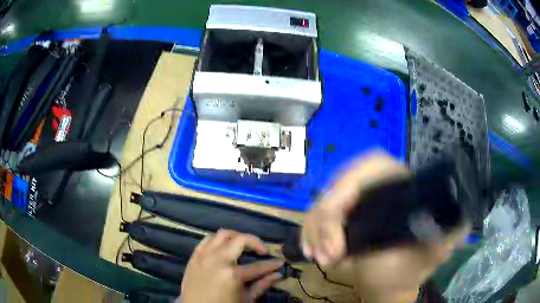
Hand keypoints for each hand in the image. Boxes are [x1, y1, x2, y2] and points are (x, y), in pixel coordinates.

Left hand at [180, 229, 284, 302]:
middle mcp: (218, 260)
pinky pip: (207, 240)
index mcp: (232, 275)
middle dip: (256, 242)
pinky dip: (218, 241)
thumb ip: (261, 285)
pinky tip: (223, 248)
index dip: (272, 263)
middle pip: (240, 239)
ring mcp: (204, 255)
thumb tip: (278, 274)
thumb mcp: (245, 299)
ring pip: (222, 234)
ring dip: (236, 237)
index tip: (280, 261)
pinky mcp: (194, 256)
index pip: (258, 265)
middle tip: (262, 251)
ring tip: (243, 246)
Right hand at [301, 150, 470, 302]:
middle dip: (327, 216)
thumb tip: (461, 215)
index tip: (339, 218)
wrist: (385, 286)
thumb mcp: (430, 256)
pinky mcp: (342, 217)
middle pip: (342, 182)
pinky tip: (310, 250)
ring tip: (320, 258)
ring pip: (324, 199)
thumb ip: (449, 235)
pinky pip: (315, 214)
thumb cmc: (407, 273)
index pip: (373, 165)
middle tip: (328, 252)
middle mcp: (379, 189)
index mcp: (403, 189)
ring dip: (315, 228)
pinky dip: (308, 231)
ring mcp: (356, 203)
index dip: (351, 182)